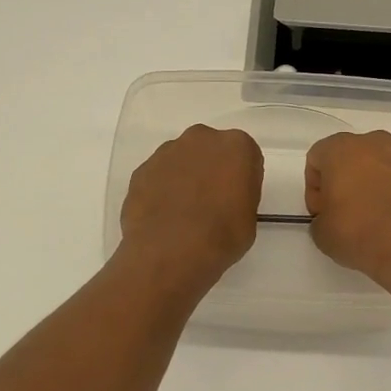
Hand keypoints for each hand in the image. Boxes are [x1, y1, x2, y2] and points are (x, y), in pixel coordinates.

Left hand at [119, 125, 262, 290]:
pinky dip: (161, 191)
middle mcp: (201, 139)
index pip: (245, 157)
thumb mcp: (249, 218)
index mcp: (236, 146)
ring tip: (182, 214)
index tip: (235, 200)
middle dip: (210, 170)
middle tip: (210, 203)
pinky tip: (163, 217)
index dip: (240, 180)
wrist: (170, 252)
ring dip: (184, 178)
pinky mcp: (141, 170)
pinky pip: (158, 177)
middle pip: (210, 151)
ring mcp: (166, 152)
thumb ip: (240, 196)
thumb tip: (226, 199)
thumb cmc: (221, 236)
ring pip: (181, 161)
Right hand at [305, 130, 390, 286]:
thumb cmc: (358, 230)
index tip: (321, 212)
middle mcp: (373, 144)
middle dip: (341, 182)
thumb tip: (331, 219)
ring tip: (367, 220)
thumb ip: (320, 218)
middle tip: (340, 213)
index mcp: (342, 148)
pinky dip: (389, 196)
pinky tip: (388, 222)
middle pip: (347, 159)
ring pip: (374, 168)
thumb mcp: (321, 232)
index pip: (316, 159)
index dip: (314, 188)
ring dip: (367, 187)